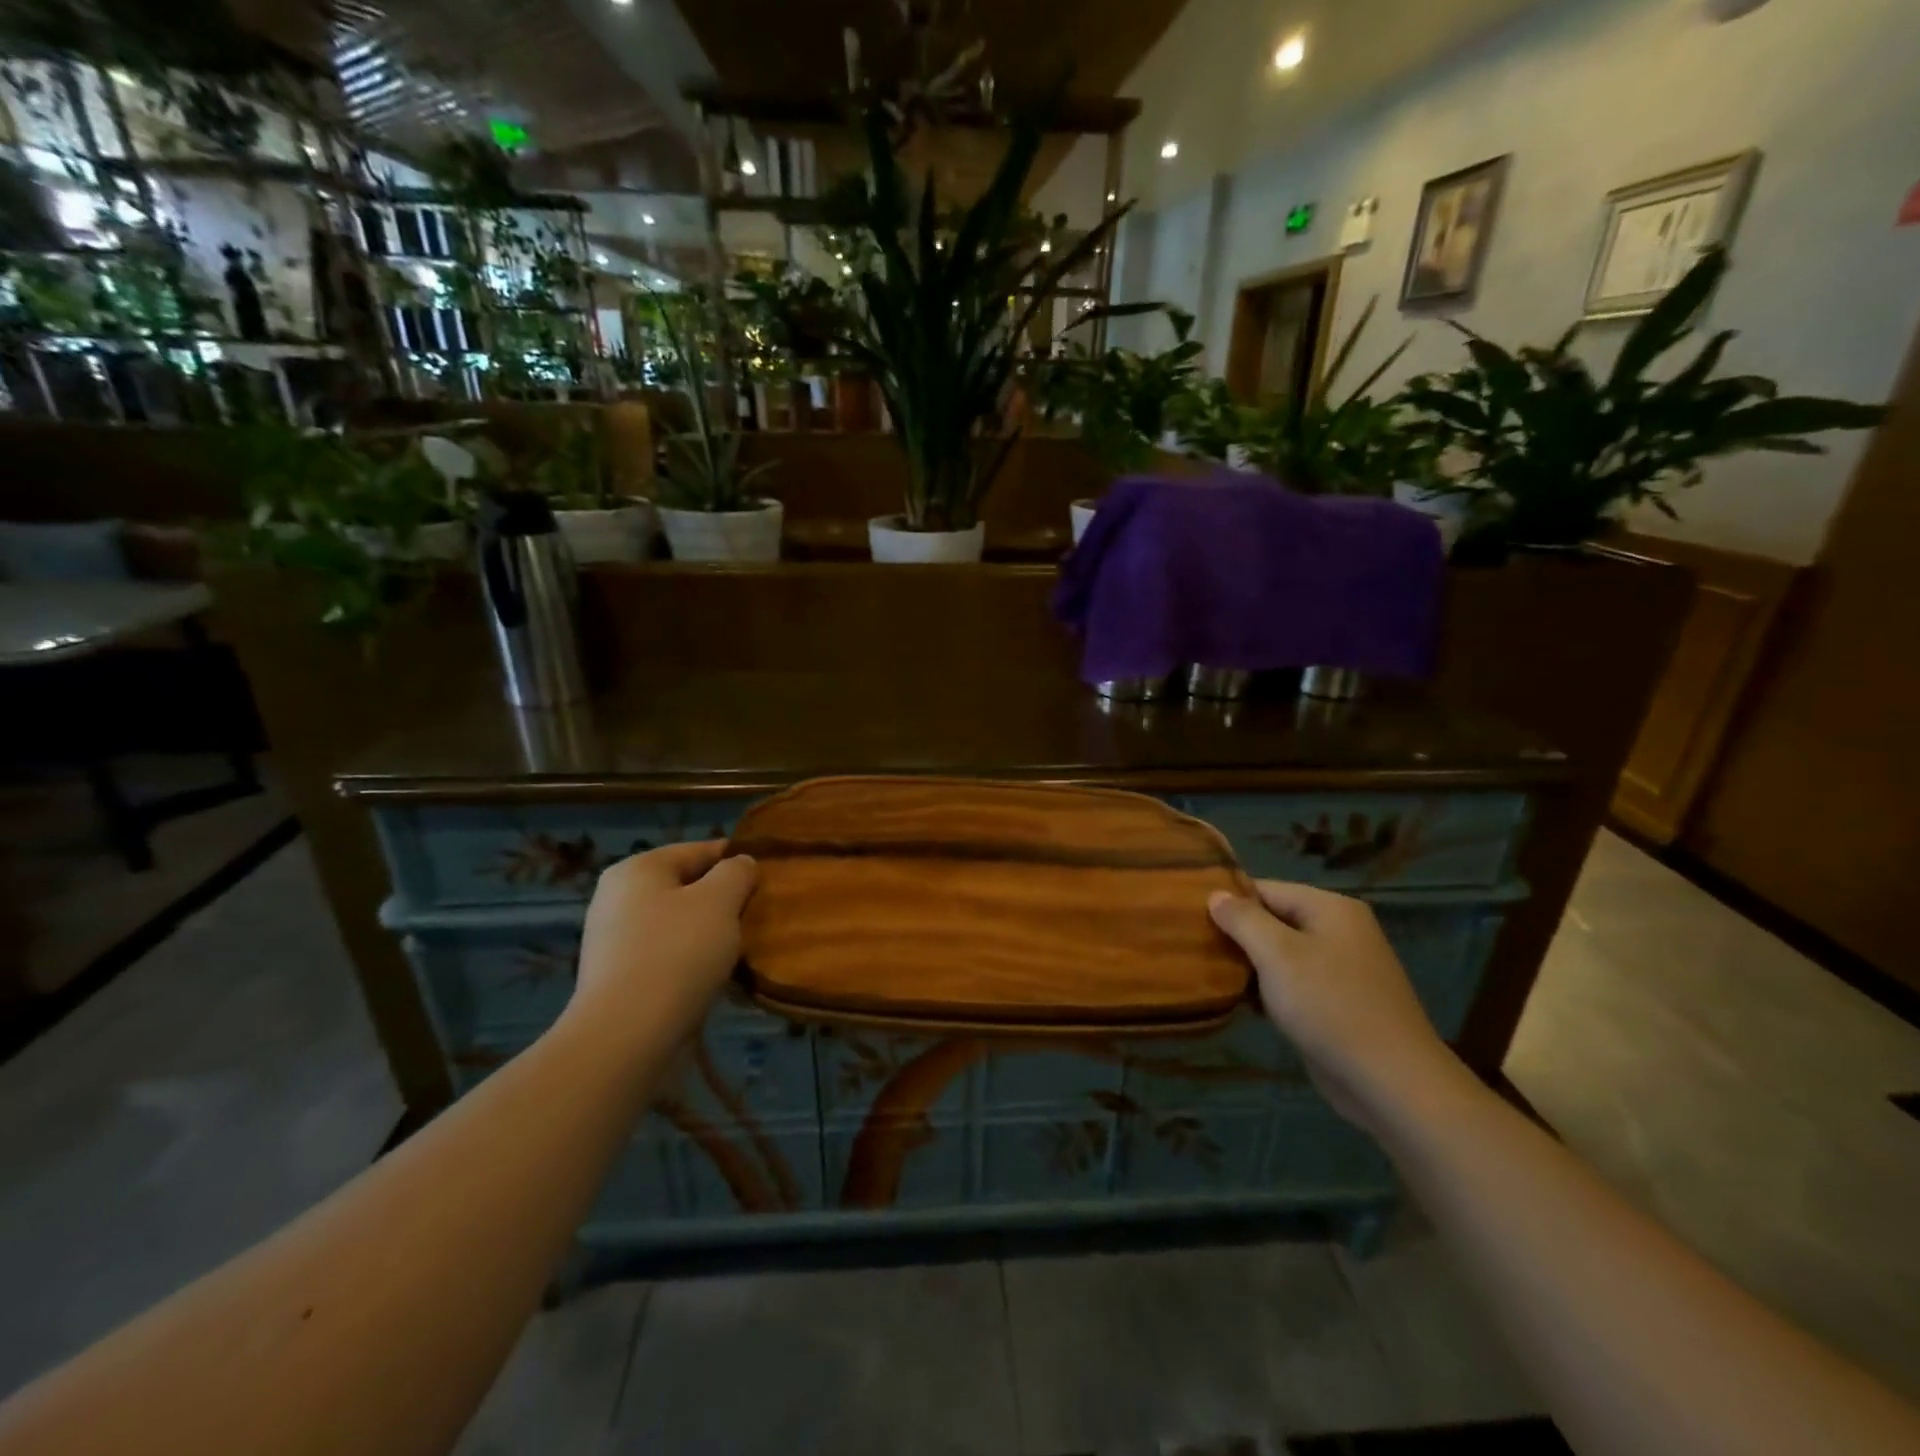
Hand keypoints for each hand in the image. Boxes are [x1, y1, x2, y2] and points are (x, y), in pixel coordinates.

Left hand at [568, 841, 757, 1049]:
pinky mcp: (619, 977)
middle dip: (723, 900)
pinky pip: (667, 955)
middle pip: (687, 887)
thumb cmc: (676, 954)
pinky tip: (714, 976)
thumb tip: (741, 864)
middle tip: (757, 916)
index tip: (767, 878)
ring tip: (741, 948)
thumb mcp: (719, 901)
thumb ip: (736, 873)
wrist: (625, 1037)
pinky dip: (692, 960)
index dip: (736, 860)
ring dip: (710, 933)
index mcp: (637, 869)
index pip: (699, 850)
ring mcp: (614, 940)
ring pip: (679, 923)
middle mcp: (618, 898)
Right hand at [1209, 881, 1466, 1131]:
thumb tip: (1215, 894)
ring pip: (1282, 955)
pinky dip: (1269, 990)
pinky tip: (1242, 1003)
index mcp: (1331, 908)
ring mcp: (1342, 969)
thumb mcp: (1277, 955)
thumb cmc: (1329, 1005)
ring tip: (1208, 973)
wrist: (1391, 1081)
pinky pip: (1294, 984)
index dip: (1229, 900)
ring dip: (1250, 965)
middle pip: (1274, 920)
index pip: (1266, 889)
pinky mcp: (1339, 1003)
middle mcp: (1340, 931)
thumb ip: (1243, 919)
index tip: (1191, 917)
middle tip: (1195, 946)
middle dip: (1237, 935)